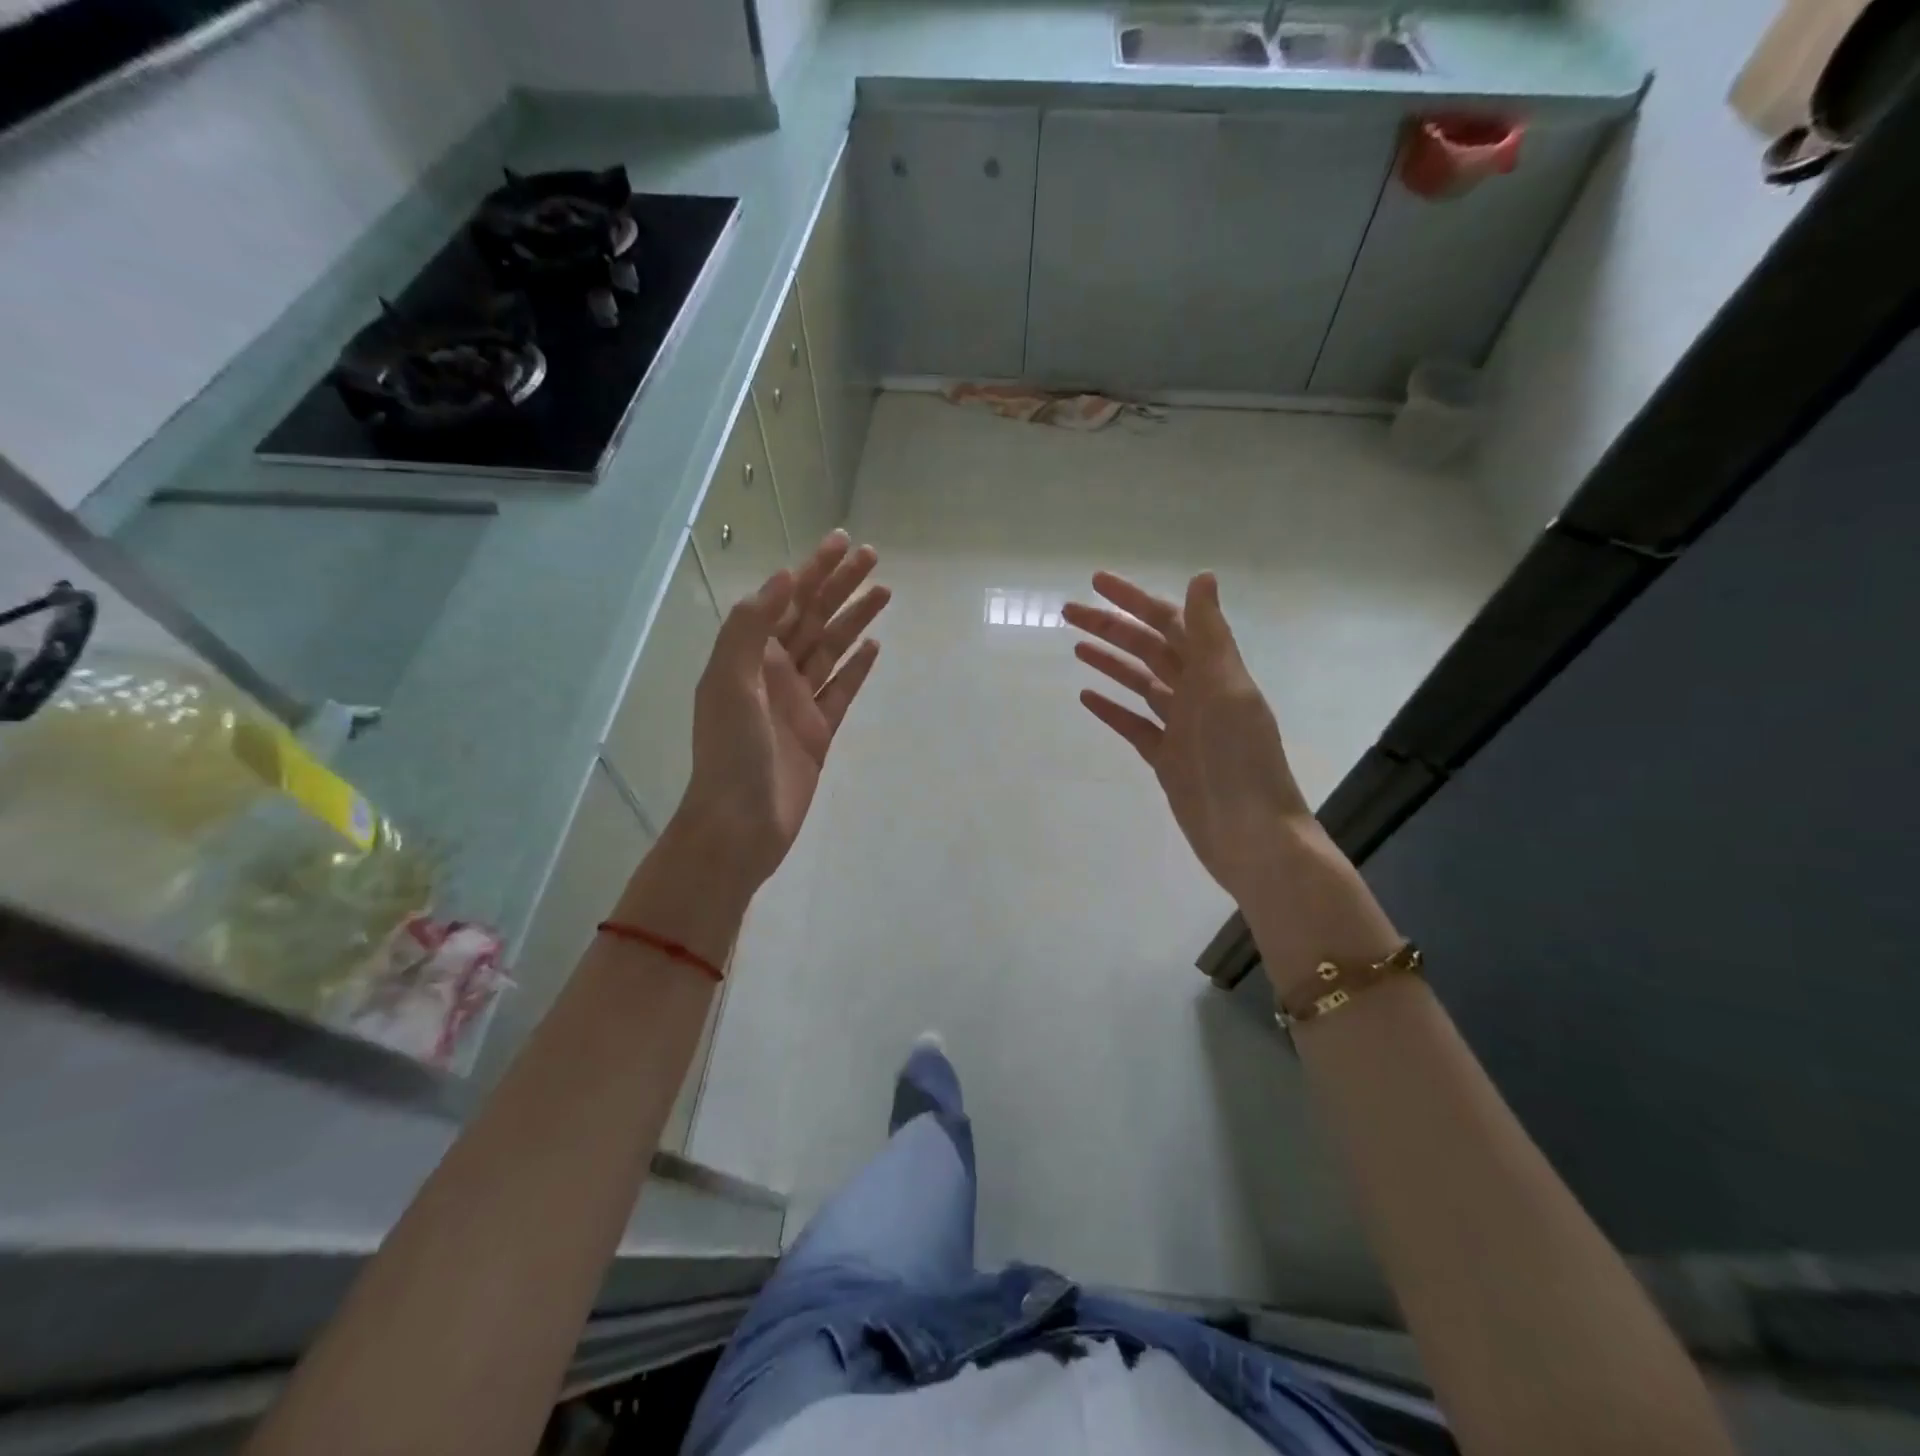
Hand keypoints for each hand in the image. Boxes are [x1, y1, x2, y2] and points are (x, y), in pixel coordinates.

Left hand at [671, 531, 888, 894]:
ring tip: (885, 592)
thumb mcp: (730, 683)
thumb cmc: (731, 754)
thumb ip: (751, 629)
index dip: (815, 570)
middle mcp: (774, 672)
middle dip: (841, 586)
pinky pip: (842, 690)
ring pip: (832, 649)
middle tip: (873, 557)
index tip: (843, 543)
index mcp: (750, 657)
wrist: (740, 825)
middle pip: (814, 618)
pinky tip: (874, 648)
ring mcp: (798, 702)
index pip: (788, 601)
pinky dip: (857, 668)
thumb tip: (783, 579)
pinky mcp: (818, 731)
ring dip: (856, 620)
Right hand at [1065, 571, 1312, 907]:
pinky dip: (1112, 709)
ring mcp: (1181, 727)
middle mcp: (1197, 693)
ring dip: (1110, 662)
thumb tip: (1202, 577)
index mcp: (1214, 672)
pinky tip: (1087, 697)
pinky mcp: (1167, 759)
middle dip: (1111, 627)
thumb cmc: (1241, 762)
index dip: (1134, 600)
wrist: (1251, 836)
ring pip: (1140, 684)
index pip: (1169, 623)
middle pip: (1148, 650)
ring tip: (1076, 646)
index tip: (1096, 582)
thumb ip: (1211, 637)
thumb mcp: (1227, 691)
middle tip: (1068, 612)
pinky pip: (1134, 725)